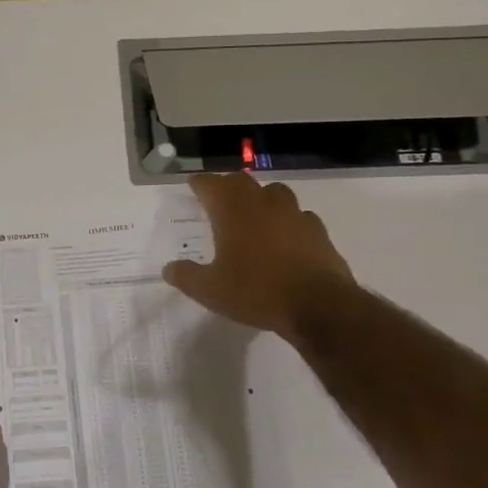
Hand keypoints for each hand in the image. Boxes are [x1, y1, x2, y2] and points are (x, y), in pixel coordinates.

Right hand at [162, 173, 355, 338]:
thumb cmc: (256, 292)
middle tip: (218, 198)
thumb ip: (186, 276)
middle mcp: (262, 204)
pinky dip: (287, 219)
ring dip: (260, 197)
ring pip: (274, 192)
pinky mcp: (318, 230)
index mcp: (232, 212)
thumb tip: (168, 268)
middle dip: (227, 186)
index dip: (200, 183)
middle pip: (242, 181)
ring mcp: (294, 214)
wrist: (318, 306)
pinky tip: (285, 235)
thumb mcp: (210, 291)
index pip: (211, 184)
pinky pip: (299, 215)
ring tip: (254, 212)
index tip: (193, 185)